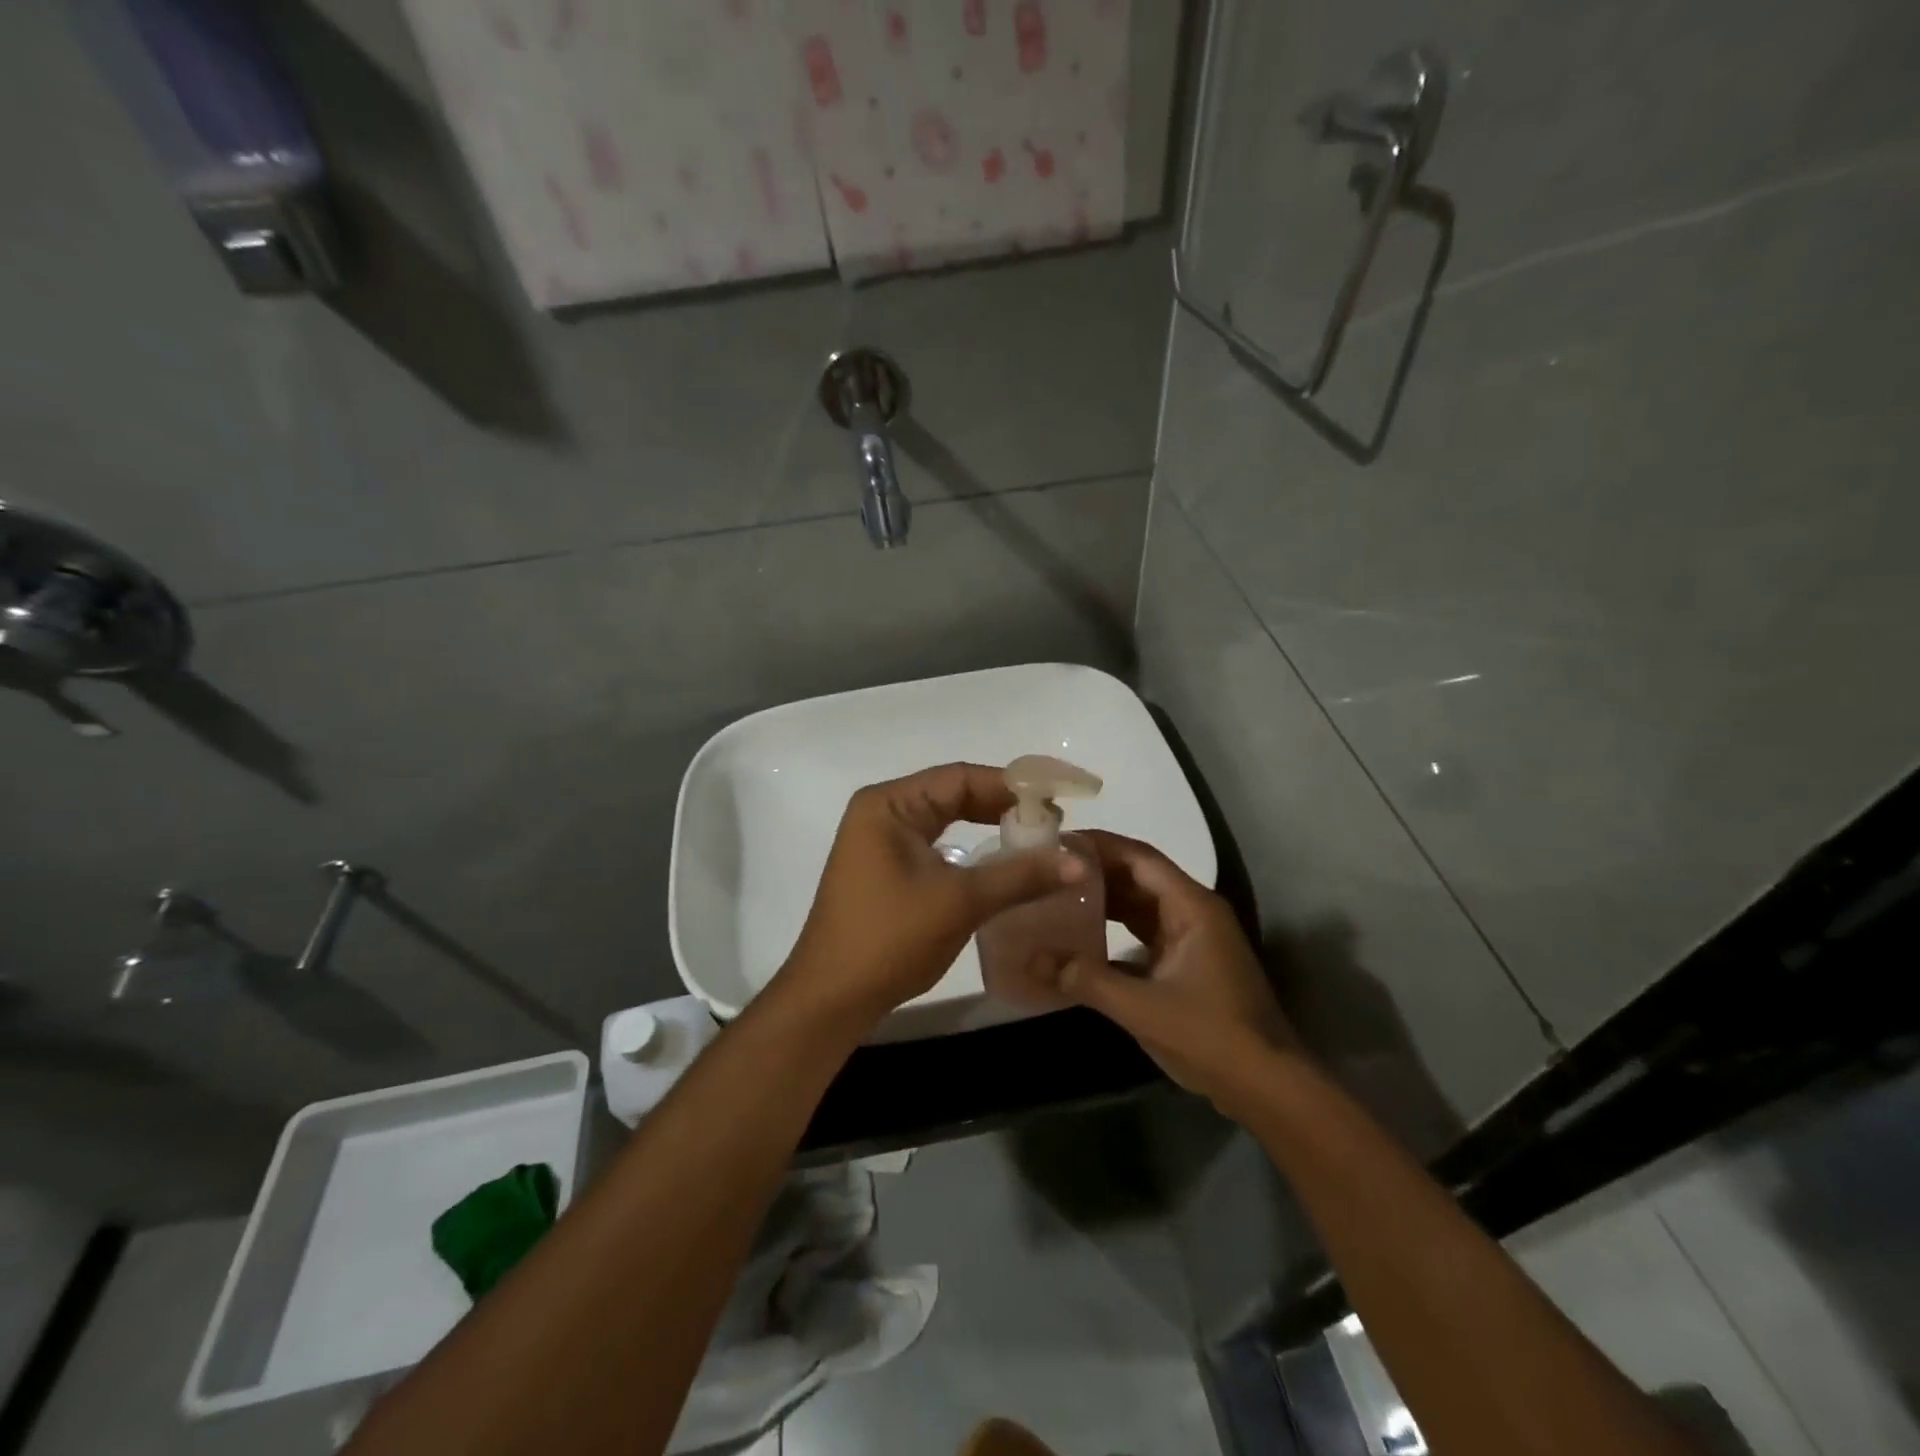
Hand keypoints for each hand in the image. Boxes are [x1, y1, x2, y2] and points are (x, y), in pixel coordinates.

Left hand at [778, 763, 1085, 1027]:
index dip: (1012, 786)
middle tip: (1054, 822)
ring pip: (946, 820)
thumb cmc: (889, 939)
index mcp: (889, 804)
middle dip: (1003, 806)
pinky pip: (936, 845)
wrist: (831, 998)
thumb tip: (1079, 862)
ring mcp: (881, 842)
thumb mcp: (960, 902)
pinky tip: (1000, 864)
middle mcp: (882, 812)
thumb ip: (1020, 876)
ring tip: (1036, 839)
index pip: (960, 777)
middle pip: (953, 794)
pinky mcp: (886, 869)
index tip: (1058, 800)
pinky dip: (970, 850)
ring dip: (989, 827)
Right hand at [1056, 831, 1298, 1112]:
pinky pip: (1145, 931)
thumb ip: (1086, 980)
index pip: (1140, 858)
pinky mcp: (1187, 962)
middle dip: (1096, 870)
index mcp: (1191, 907)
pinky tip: (1082, 936)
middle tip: (1048, 868)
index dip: (1099, 845)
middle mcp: (1193, 912)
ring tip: (1057, 894)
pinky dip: (1115, 928)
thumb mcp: (1143, 1008)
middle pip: (1139, 876)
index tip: (1057, 841)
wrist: (1267, 1086)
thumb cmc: (1211, 1036)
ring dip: (1104, 898)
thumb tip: (1031, 959)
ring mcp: (1193, 937)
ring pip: (1141, 904)